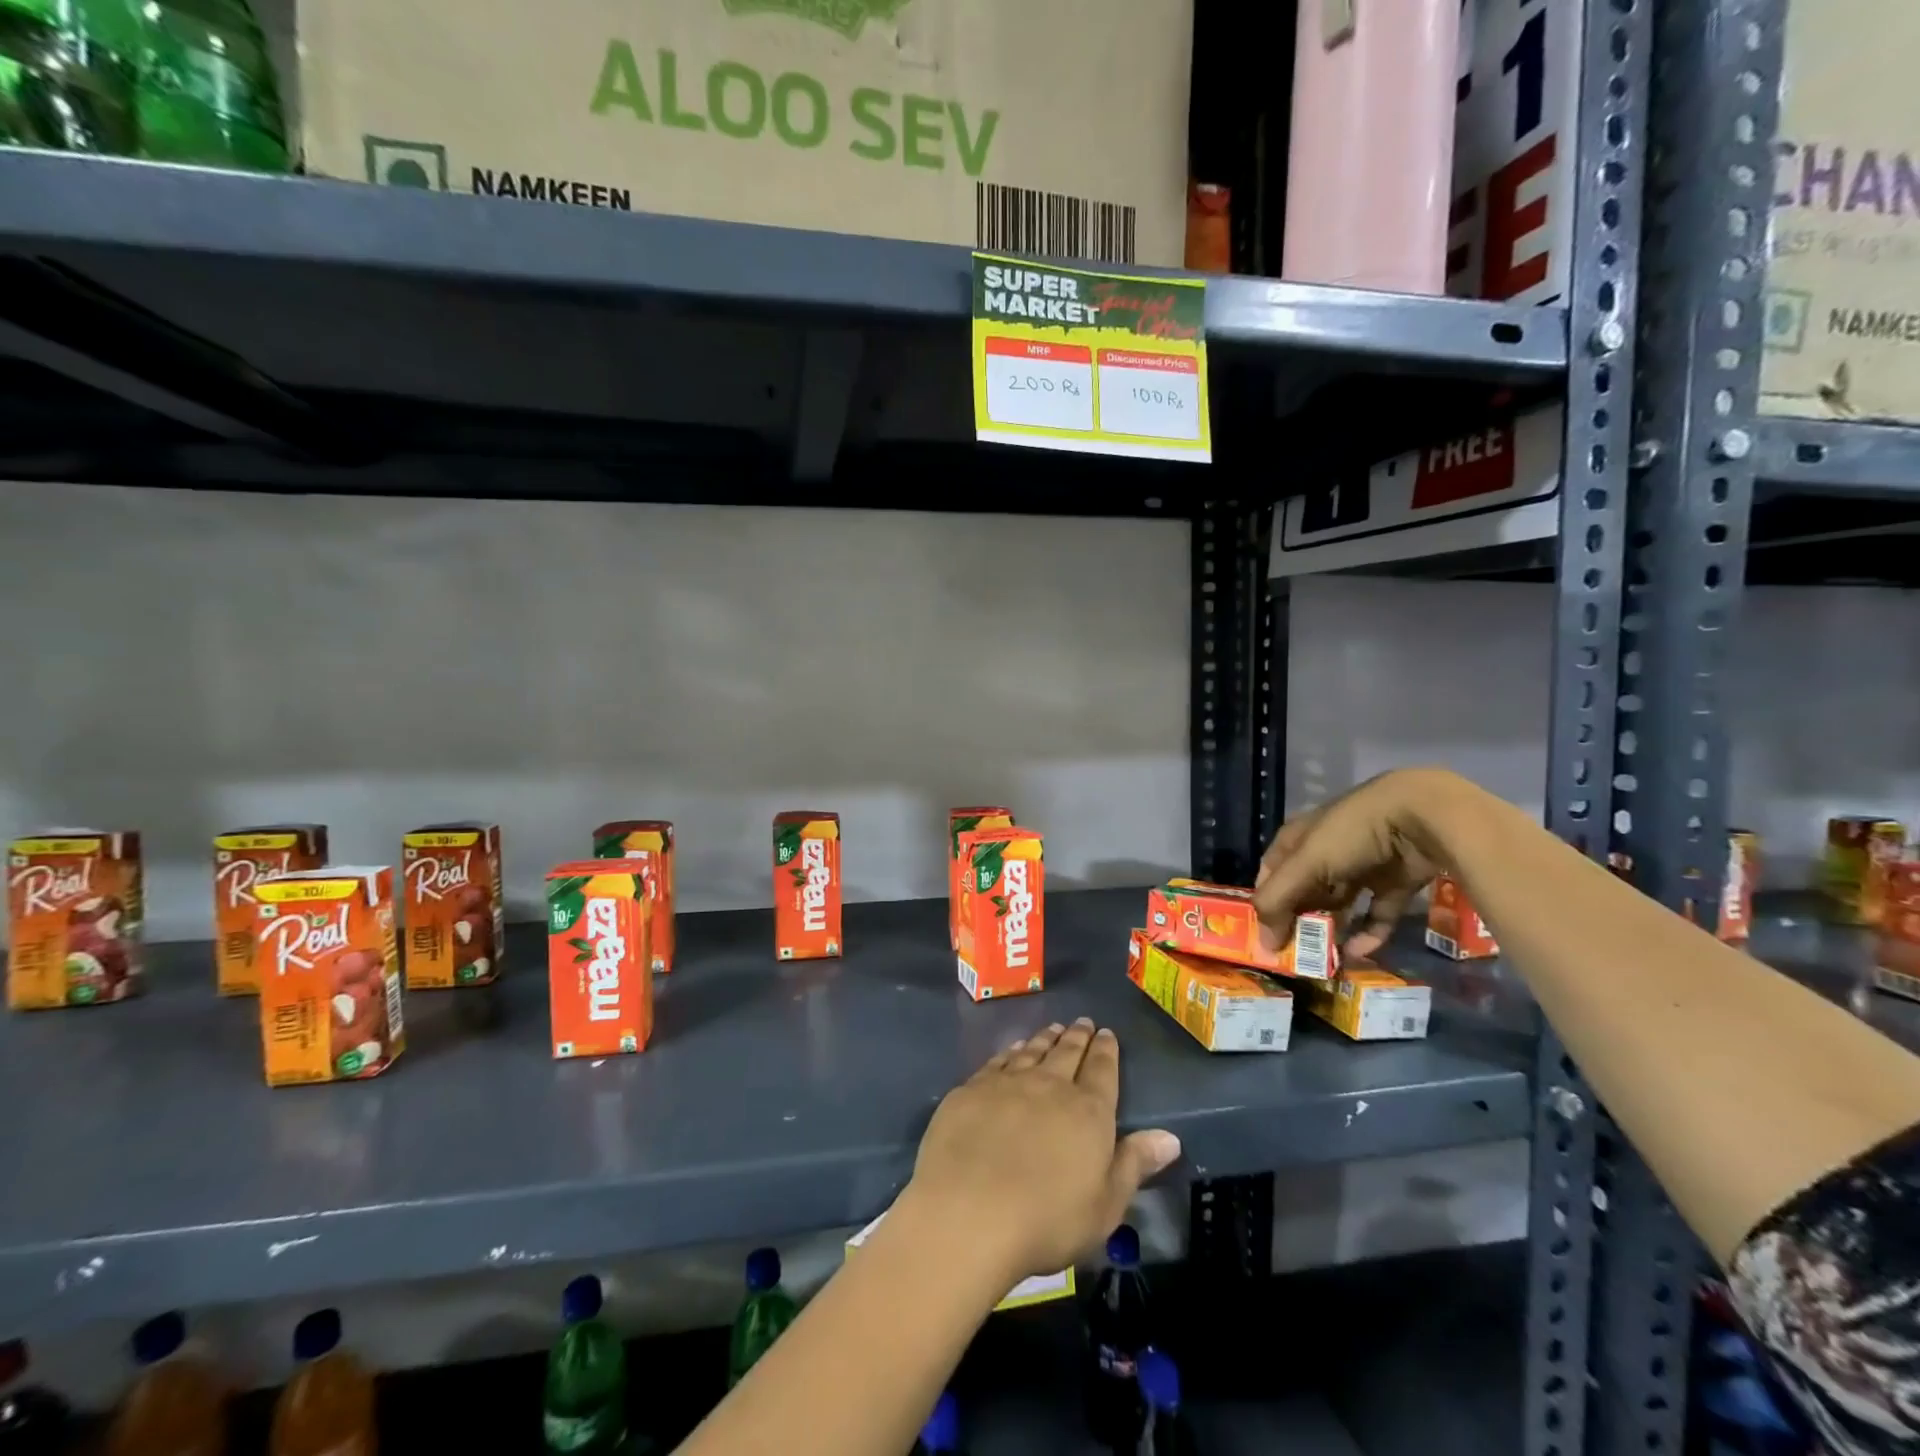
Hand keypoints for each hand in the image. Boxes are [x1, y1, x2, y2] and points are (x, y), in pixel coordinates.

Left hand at [904, 1020, 1179, 1283]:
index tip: (1107, 1033)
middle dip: (1078, 1036)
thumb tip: (1170, 1137)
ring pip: (1033, 1051)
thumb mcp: (1105, 1205)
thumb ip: (1134, 1165)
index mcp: (1088, 1111)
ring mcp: (1007, 1083)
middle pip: (1067, 1053)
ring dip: (1046, 1038)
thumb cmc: (1047, 1219)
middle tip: (1083, 1022)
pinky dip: (1011, 1051)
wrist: (969, 1211)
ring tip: (1054, 1029)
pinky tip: (1014, 1048)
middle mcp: (1049, 1085)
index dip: (1106, 1050)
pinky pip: (999, 1061)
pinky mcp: (972, 1089)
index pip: (1102, 1070)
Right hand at [1252, 767, 1455, 958]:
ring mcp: (1361, 868)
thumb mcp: (1306, 864)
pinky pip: (1376, 915)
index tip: (1264, 935)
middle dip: (1299, 921)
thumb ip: (1278, 901)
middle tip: (1295, 953)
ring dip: (1332, 930)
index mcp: (1298, 840)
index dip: (1266, 902)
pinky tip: (1358, 954)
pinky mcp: (1393, 883)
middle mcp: (1325, 852)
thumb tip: (1264, 943)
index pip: (1271, 873)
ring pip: (1340, 905)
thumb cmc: (1350, 834)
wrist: (1421, 817)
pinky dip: (1368, 935)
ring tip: (1325, 960)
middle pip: (1305, 892)